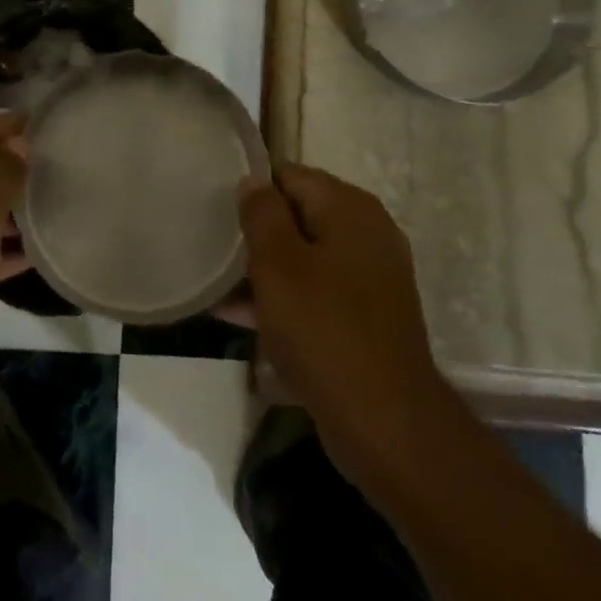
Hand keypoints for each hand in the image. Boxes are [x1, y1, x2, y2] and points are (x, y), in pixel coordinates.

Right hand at [238, 164, 452, 500]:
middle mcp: (366, 233)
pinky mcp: (366, 316)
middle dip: (257, 233)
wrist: (386, 425)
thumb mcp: (278, 265)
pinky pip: (316, 292)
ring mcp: (370, 277)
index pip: (289, 176)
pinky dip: (284, 299)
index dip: (252, 190)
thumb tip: (253, 180)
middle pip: (298, 215)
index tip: (217, 211)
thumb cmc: (324, 331)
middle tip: (214, 249)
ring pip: (304, 257)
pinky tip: (240, 316)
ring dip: (265, 270)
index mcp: (349, 208)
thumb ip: (262, 214)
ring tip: (217, 283)